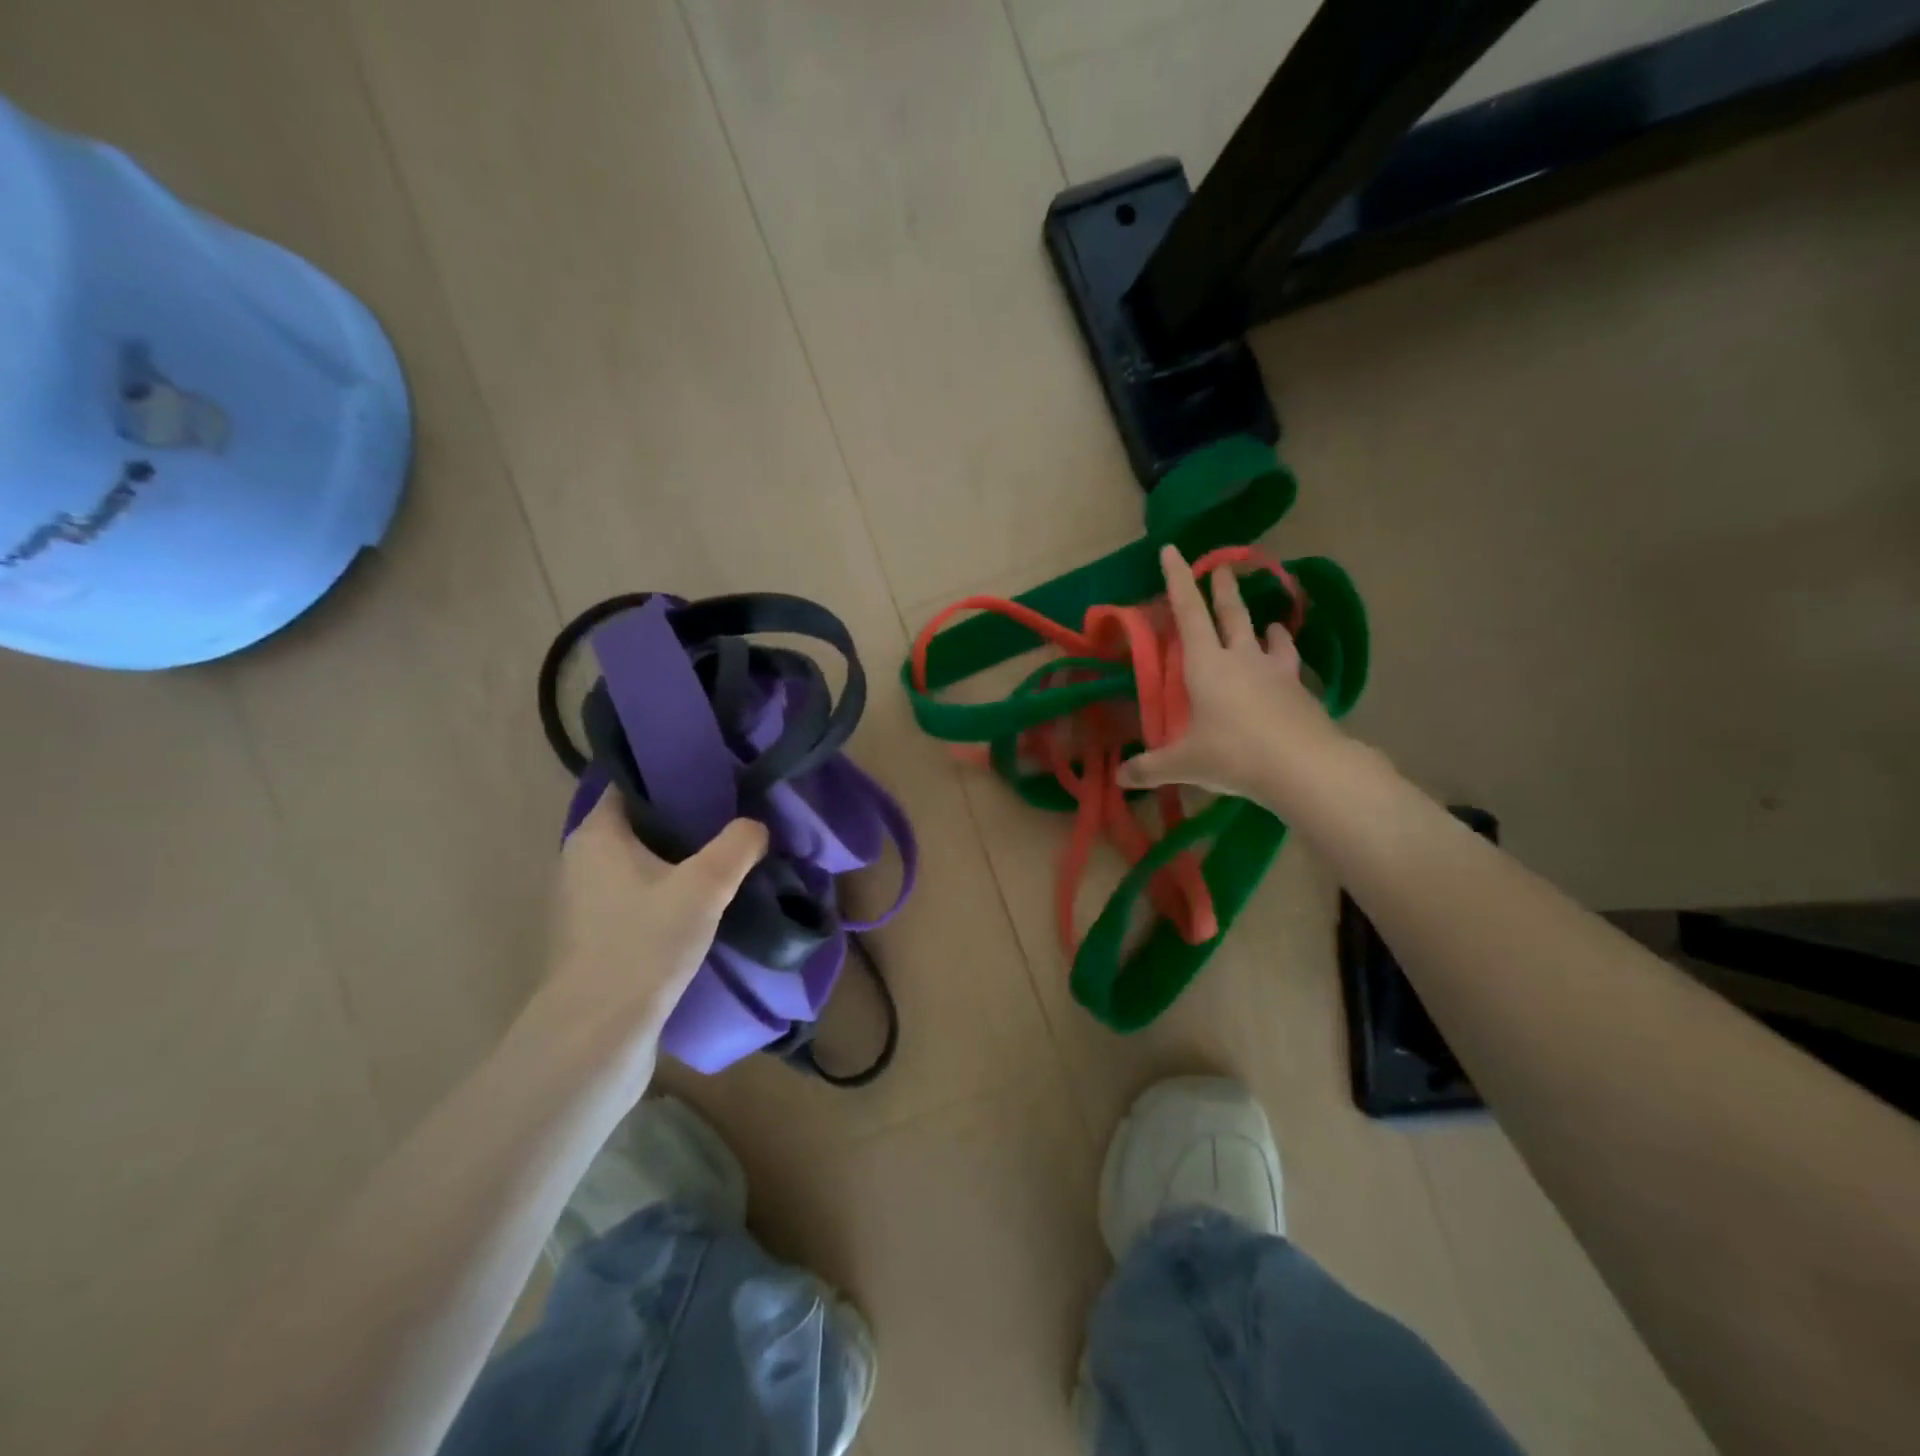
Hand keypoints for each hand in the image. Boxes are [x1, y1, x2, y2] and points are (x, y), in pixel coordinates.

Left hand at [541, 788, 767, 1047]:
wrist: (598, 1034)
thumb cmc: (644, 943)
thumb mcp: (706, 885)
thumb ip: (738, 845)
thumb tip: (757, 826)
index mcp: (596, 835)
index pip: (632, 784)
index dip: (671, 775)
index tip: (714, 775)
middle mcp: (580, 862)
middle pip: (637, 824)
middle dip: (682, 819)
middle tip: (730, 816)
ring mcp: (583, 904)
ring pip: (637, 865)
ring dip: (675, 861)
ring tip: (723, 859)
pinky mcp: (593, 940)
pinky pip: (634, 899)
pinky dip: (664, 894)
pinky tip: (700, 907)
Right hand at [1118, 544, 1346, 801]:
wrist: (1305, 766)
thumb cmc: (1234, 754)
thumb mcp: (1184, 764)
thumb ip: (1150, 768)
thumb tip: (1120, 777)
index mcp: (1206, 665)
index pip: (1188, 613)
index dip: (1177, 580)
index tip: (1172, 550)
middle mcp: (1241, 659)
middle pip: (1231, 614)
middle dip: (1223, 589)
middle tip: (1221, 568)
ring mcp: (1275, 672)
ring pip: (1267, 637)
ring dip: (1263, 626)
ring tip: (1267, 623)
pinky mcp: (1299, 691)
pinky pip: (1289, 665)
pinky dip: (1284, 659)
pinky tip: (1287, 666)